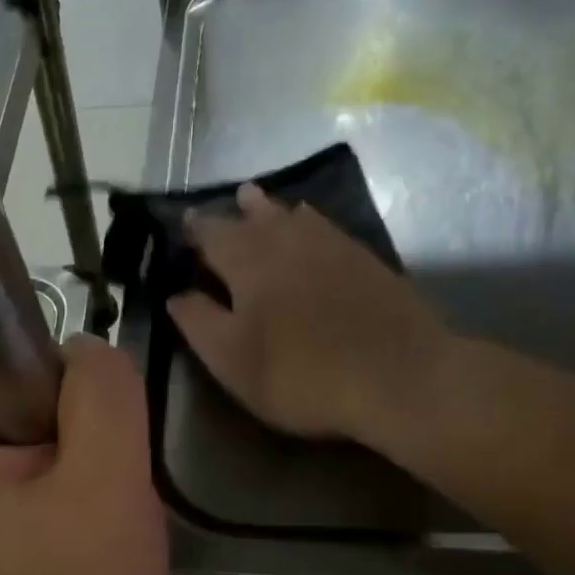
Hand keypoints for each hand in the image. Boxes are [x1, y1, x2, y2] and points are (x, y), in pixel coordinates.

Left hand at [0, 335, 166, 574]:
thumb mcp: (109, 481)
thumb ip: (101, 395)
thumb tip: (84, 349)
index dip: (38, 355)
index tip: (85, 403)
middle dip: (55, 400)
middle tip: (98, 450)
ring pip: (8, 417)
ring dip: (58, 431)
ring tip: (92, 478)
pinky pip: (9, 454)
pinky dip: (48, 460)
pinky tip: (75, 498)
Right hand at [169, 182, 442, 443]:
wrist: (400, 376)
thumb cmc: (302, 374)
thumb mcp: (232, 359)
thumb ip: (198, 322)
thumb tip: (175, 294)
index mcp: (248, 262)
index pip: (213, 235)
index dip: (195, 230)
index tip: (183, 224)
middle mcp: (288, 241)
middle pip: (255, 217)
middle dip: (235, 211)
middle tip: (227, 201)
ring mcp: (332, 246)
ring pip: (293, 216)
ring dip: (271, 208)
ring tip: (257, 199)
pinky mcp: (366, 261)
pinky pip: (326, 227)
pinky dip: (309, 221)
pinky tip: (311, 224)